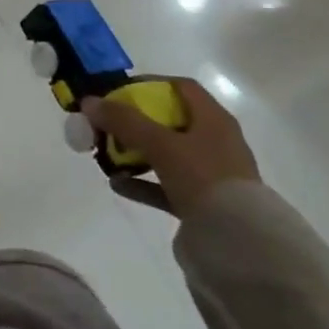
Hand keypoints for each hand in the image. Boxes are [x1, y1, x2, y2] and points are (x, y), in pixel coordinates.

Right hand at [83, 77, 259, 217]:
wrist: (239, 244)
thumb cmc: (203, 178)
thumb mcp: (160, 144)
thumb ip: (124, 122)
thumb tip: (89, 102)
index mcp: (214, 119)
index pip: (180, 87)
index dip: (149, 84)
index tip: (119, 93)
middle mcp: (216, 142)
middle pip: (171, 121)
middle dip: (136, 122)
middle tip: (108, 126)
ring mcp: (212, 175)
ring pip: (168, 155)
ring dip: (137, 153)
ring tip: (108, 157)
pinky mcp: (206, 204)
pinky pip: (169, 185)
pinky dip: (144, 183)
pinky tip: (118, 185)